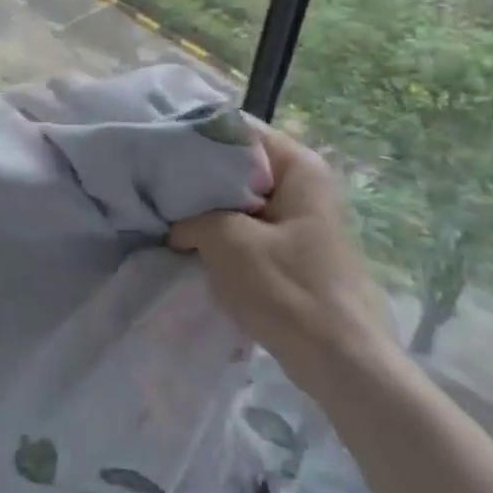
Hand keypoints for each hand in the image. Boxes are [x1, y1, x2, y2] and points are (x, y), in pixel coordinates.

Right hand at [170, 125, 398, 398]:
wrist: (342, 364)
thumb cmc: (288, 290)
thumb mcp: (227, 241)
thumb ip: (191, 214)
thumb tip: (174, 221)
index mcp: (299, 166)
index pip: (236, 128)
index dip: (192, 134)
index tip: (155, 147)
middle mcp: (303, 183)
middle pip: (236, 163)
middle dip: (194, 175)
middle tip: (151, 183)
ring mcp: (299, 218)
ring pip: (238, 198)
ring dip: (204, 208)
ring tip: (163, 213)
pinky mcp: (291, 250)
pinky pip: (246, 226)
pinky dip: (219, 232)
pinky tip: (188, 243)